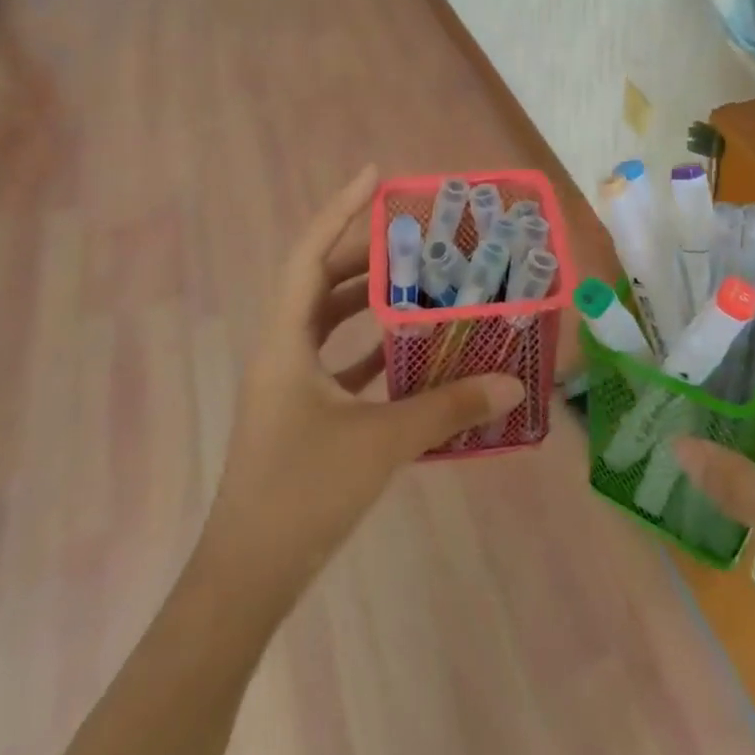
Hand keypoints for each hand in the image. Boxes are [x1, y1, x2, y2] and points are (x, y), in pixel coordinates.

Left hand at [202, 165, 524, 599]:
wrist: (246, 578)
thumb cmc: (302, 494)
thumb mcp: (380, 443)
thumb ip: (445, 409)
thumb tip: (508, 383)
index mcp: (285, 341)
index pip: (308, 255)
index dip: (338, 210)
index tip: (374, 176)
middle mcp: (282, 350)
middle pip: (319, 280)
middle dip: (363, 251)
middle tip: (414, 232)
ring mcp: (288, 384)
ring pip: (327, 319)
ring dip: (366, 297)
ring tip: (416, 279)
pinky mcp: (300, 412)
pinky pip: (336, 359)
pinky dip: (368, 345)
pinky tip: (407, 350)